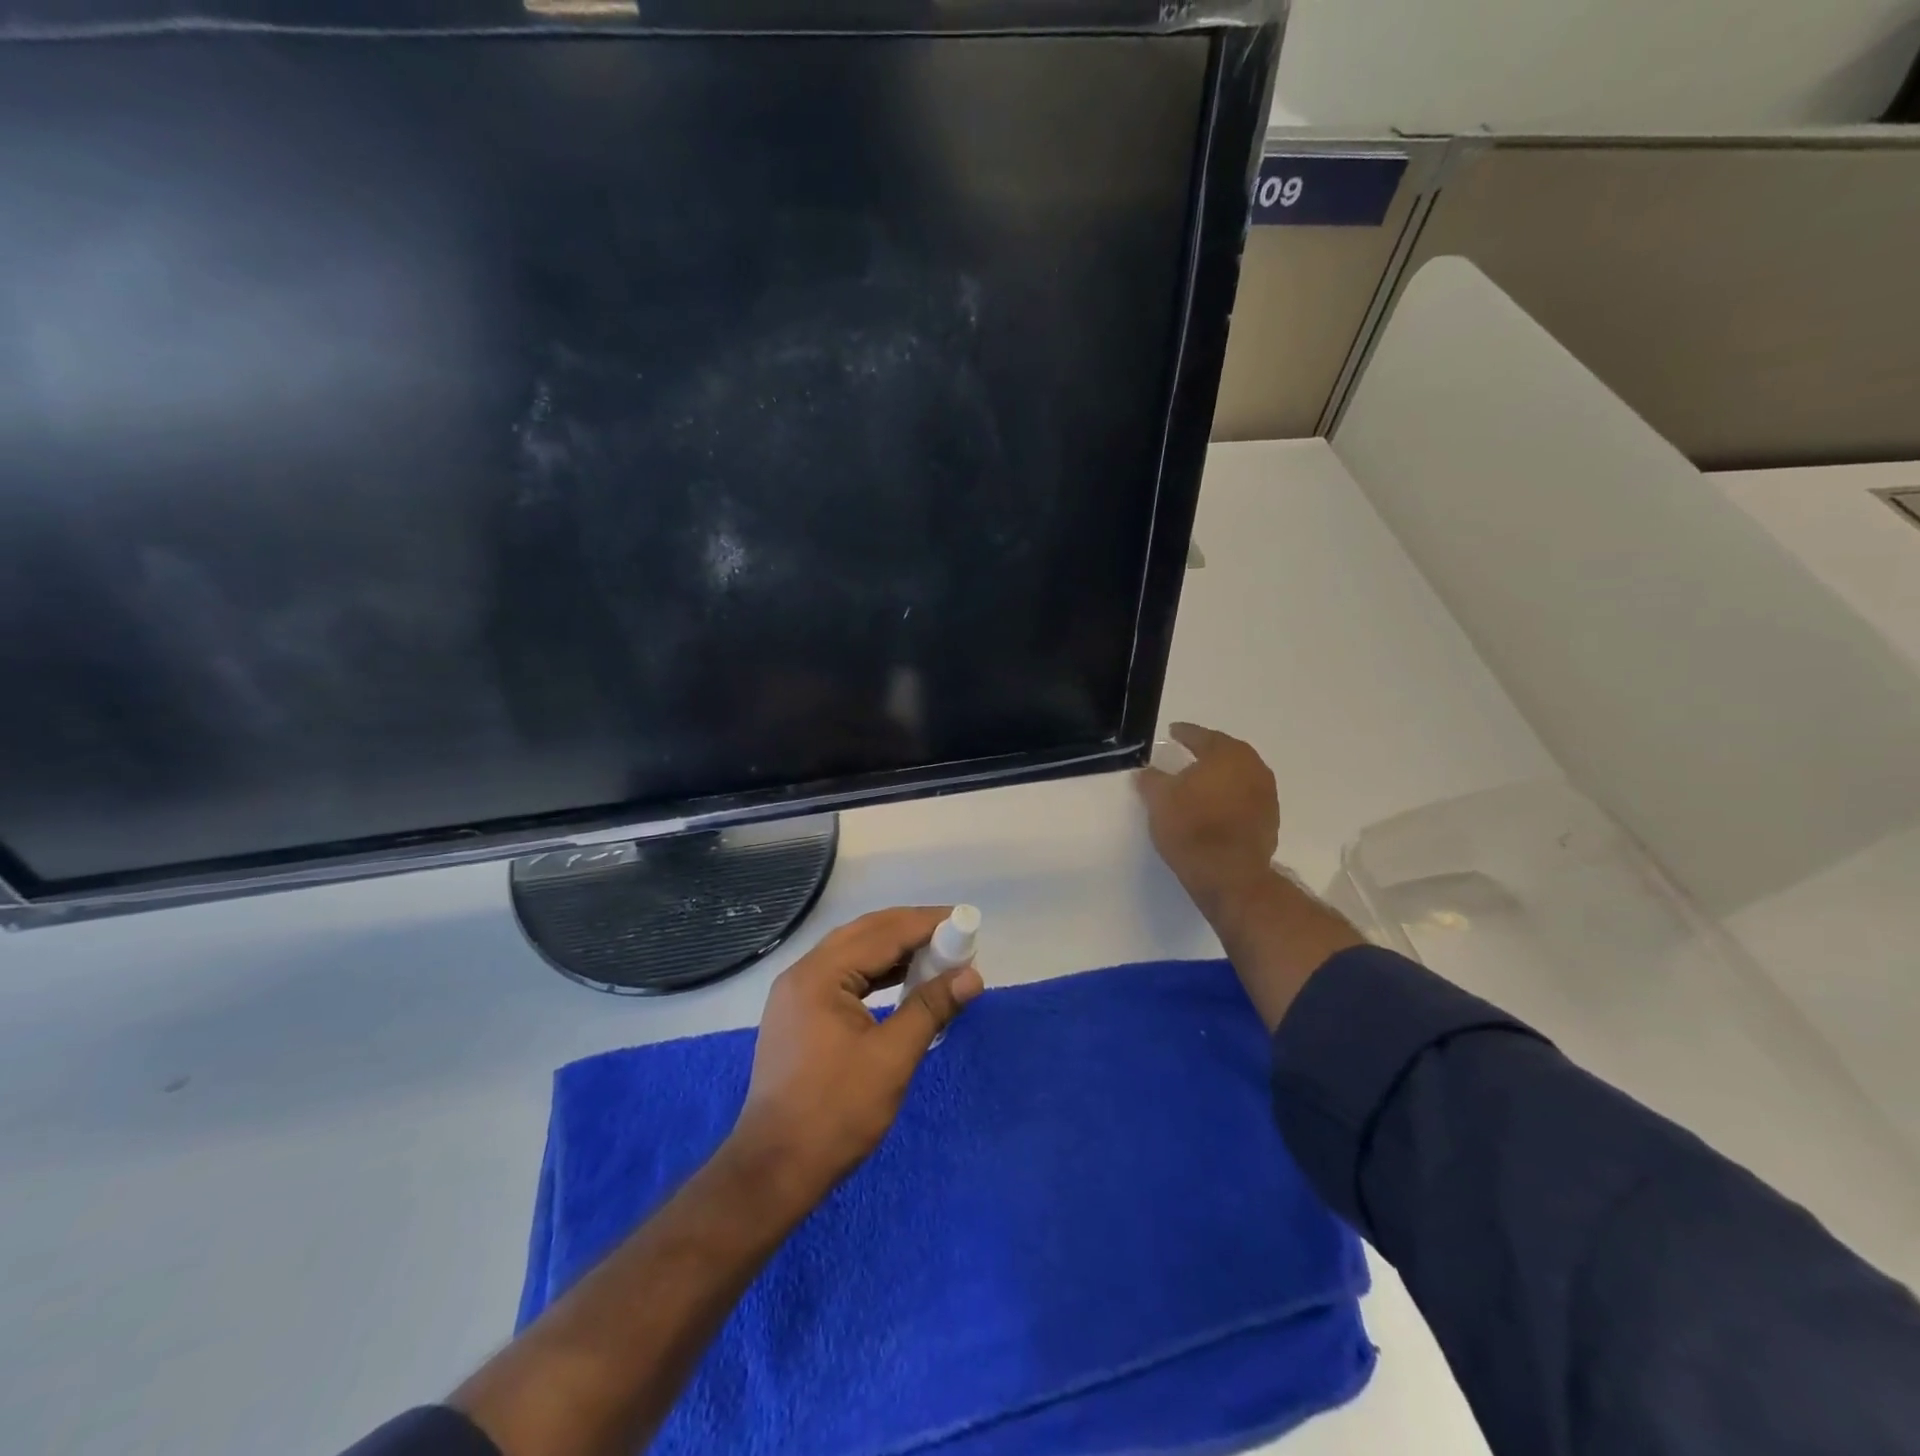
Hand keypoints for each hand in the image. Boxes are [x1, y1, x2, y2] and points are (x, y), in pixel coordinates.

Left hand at [728, 907, 983, 1204]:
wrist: (774, 1170)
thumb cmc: (835, 1112)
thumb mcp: (892, 1058)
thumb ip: (931, 1008)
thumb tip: (972, 976)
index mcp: (819, 975)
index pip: (881, 933)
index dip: (925, 924)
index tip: (964, 921)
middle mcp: (802, 973)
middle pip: (864, 934)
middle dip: (910, 930)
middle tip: (953, 935)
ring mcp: (796, 994)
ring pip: (853, 954)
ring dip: (893, 950)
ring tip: (936, 955)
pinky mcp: (799, 1015)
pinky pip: (843, 976)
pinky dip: (876, 973)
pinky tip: (902, 981)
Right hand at [1137, 723, 1280, 915]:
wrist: (1229, 875)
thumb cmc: (1191, 828)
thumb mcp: (1159, 800)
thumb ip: (1151, 779)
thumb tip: (1146, 772)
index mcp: (1226, 754)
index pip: (1201, 736)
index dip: (1183, 733)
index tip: (1172, 732)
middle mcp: (1253, 767)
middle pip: (1225, 753)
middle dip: (1206, 753)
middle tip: (1187, 754)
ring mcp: (1267, 794)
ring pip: (1238, 776)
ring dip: (1220, 777)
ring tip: (1199, 783)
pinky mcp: (1270, 820)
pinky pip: (1245, 798)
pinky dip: (1230, 797)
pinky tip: (1214, 808)